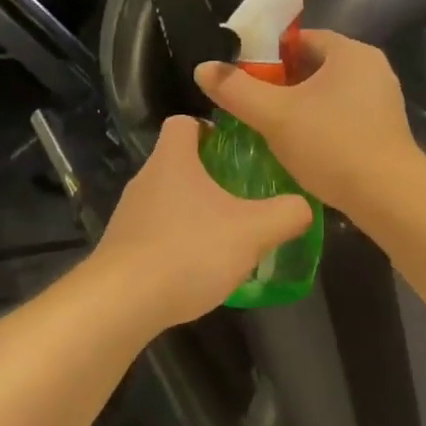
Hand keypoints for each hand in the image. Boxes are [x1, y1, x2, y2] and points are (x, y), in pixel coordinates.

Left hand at [94, 116, 312, 329]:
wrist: (122, 303)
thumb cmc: (189, 250)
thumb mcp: (253, 231)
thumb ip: (286, 214)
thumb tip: (303, 206)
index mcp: (172, 160)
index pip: (184, 122)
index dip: (210, 129)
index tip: (235, 150)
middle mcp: (145, 180)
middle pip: (177, 163)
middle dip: (209, 176)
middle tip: (243, 196)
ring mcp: (129, 216)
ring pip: (167, 201)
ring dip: (194, 213)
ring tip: (225, 236)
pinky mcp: (122, 249)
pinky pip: (156, 234)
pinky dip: (177, 244)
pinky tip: (198, 269)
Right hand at [194, 30, 423, 214]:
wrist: (388, 196)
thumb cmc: (332, 145)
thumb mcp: (275, 116)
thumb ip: (236, 89)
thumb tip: (203, 68)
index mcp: (351, 52)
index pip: (301, 38)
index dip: (267, 54)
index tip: (243, 77)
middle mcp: (372, 69)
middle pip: (315, 66)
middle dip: (281, 83)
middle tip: (251, 104)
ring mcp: (383, 100)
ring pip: (329, 94)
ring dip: (300, 106)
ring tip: (270, 128)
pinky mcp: (385, 129)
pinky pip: (343, 115)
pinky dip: (320, 124)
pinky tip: (302, 147)